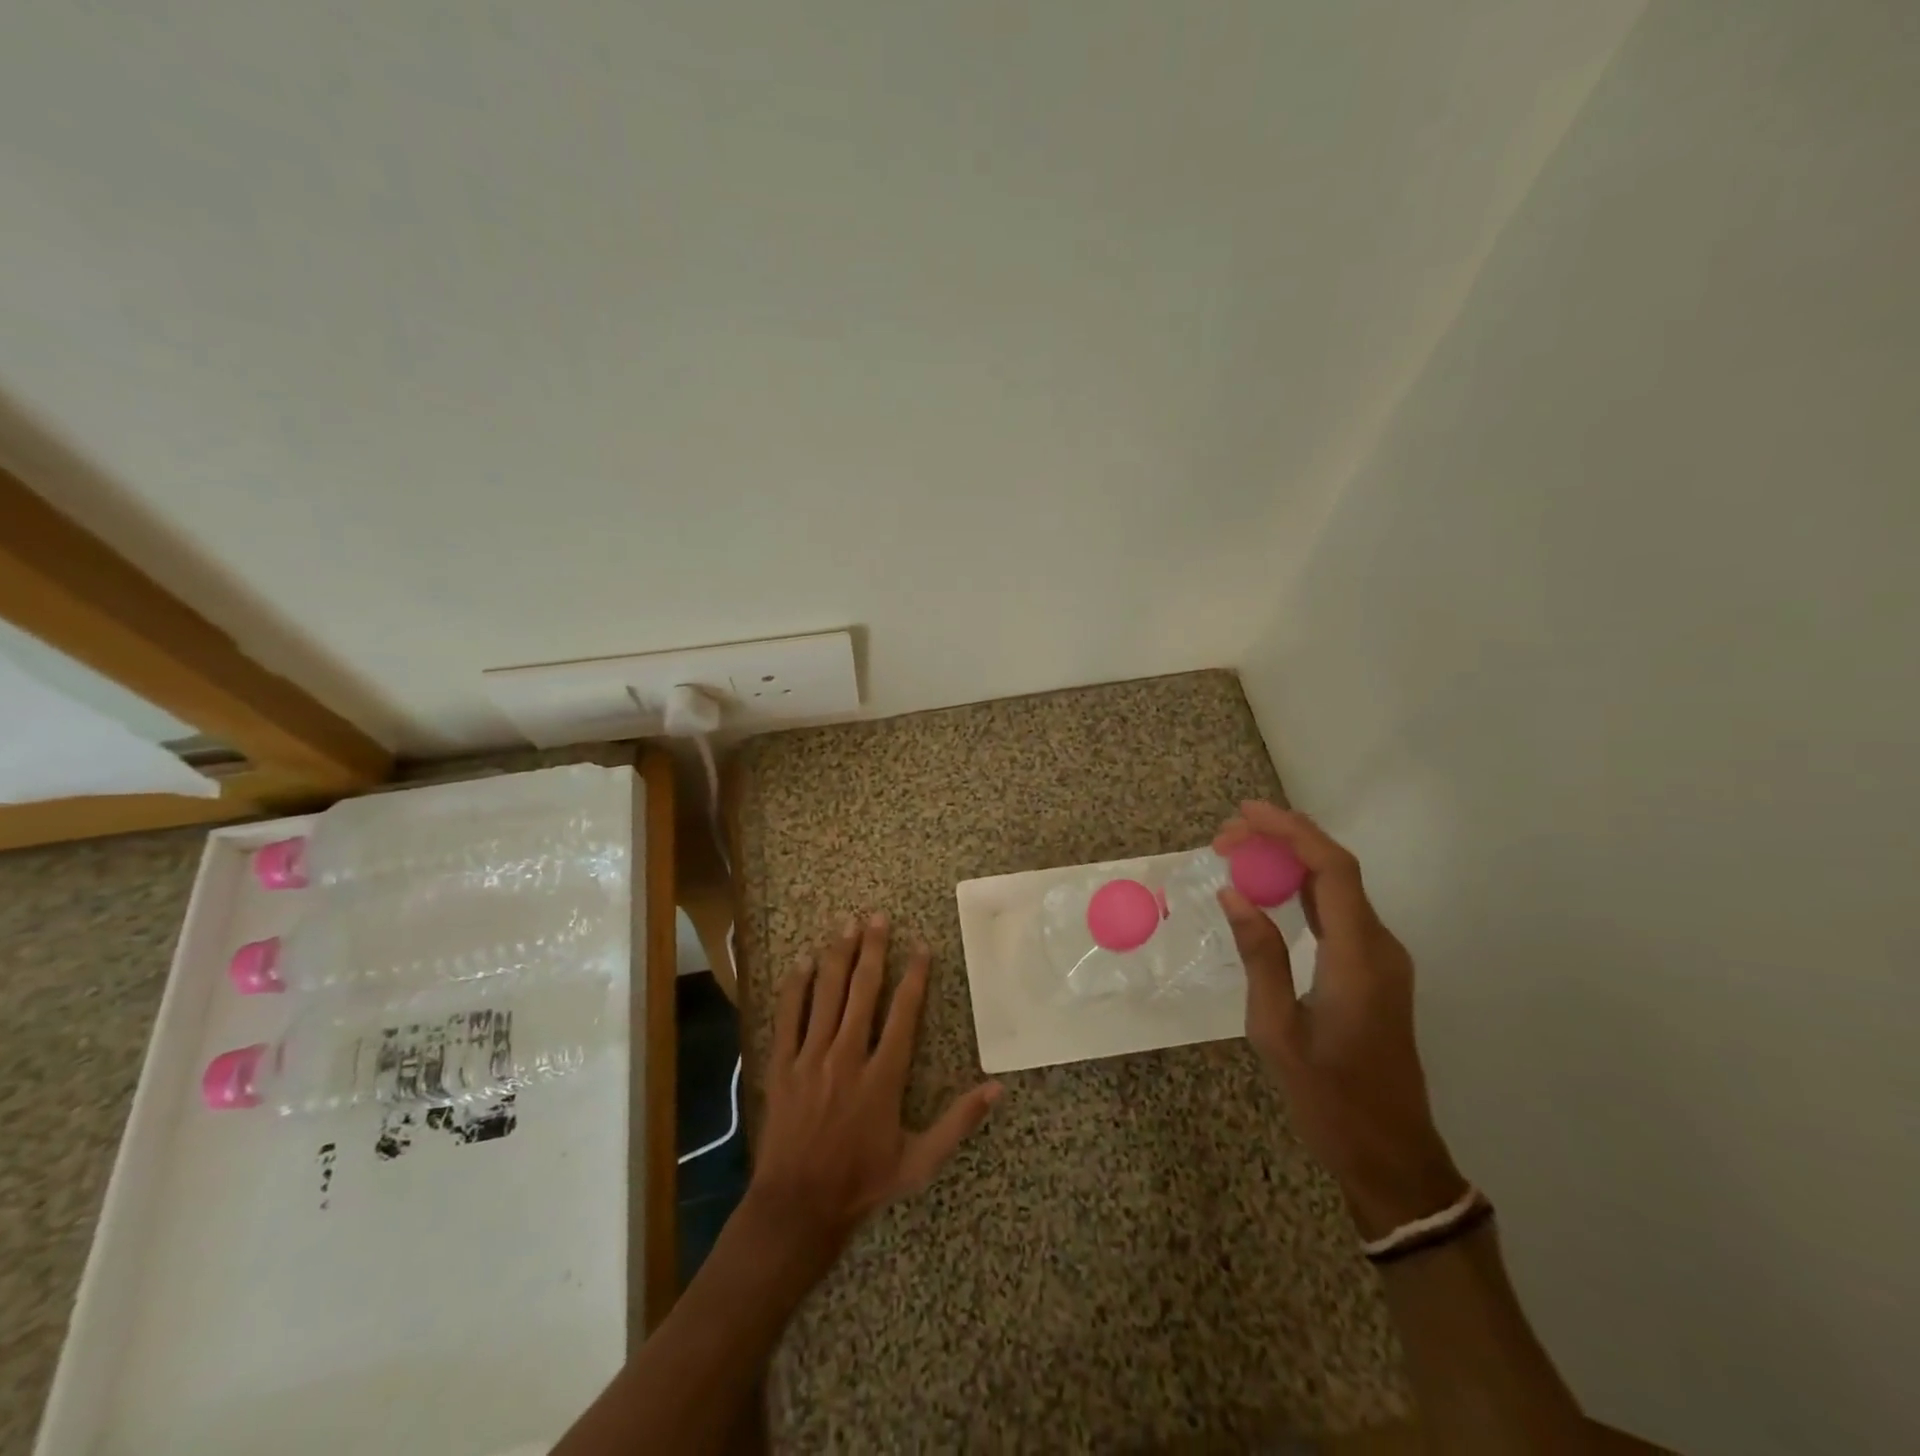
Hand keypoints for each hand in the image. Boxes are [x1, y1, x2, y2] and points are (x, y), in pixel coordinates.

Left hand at [745, 912, 1001, 1268]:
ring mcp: (811, 1058)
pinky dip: (796, 986)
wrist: (797, 1207)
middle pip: (862, 991)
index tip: (920, 946)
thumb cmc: (862, 1182)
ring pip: (826, 994)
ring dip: (837, 956)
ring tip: (846, 924)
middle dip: (872, 950)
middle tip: (878, 916)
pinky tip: (803, 961)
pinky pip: (789, 1017)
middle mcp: (847, 1056)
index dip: (914, 976)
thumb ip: (958, 1122)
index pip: (903, 1013)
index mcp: (883, 1076)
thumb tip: (998, 1088)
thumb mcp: (920, 1161)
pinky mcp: (783, 1066)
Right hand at [1215, 802, 1465, 1238]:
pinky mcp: (1374, 971)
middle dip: (1282, 839)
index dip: (1291, 831)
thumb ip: (1259, 956)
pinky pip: (1338, 912)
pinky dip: (1301, 889)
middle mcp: (1380, 947)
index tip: (1244, 815)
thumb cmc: (1330, 1099)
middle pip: (1335, 869)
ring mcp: (1382, 959)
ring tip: (1238, 852)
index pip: (1332, 869)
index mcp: (1360, 958)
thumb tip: (1234, 894)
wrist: (1392, 1157)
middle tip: (1225, 837)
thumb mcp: (1277, 1031)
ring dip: (1290, 861)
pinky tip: (1269, 888)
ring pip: (1338, 887)